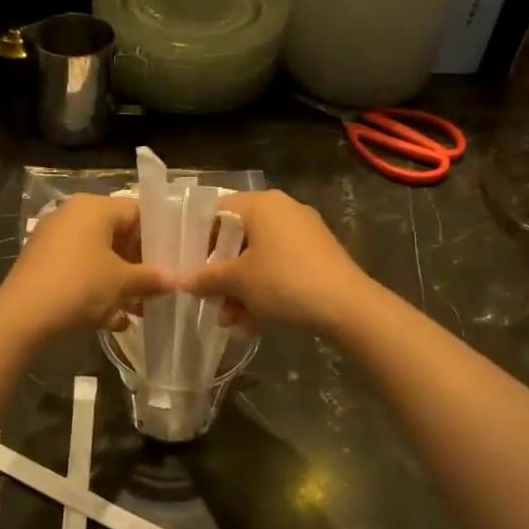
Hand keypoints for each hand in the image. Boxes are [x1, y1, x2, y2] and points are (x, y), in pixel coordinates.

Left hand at [0, 194, 173, 339]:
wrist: (23, 315)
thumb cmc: (81, 286)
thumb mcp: (123, 283)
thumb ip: (152, 278)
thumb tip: (176, 280)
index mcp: (94, 208)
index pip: (138, 212)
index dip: (159, 236)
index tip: (173, 260)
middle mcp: (73, 215)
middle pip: (118, 235)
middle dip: (139, 265)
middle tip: (158, 287)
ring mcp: (54, 238)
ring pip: (99, 256)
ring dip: (120, 282)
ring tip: (138, 310)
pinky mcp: (42, 262)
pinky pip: (79, 269)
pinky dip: (96, 289)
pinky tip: (112, 320)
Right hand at [181, 190, 374, 335]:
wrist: (348, 307)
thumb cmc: (284, 282)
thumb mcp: (238, 281)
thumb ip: (205, 278)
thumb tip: (181, 280)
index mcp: (261, 204)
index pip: (216, 210)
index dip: (196, 237)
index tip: (185, 264)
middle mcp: (283, 210)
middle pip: (237, 238)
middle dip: (221, 275)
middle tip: (208, 301)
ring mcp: (303, 233)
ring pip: (259, 259)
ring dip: (241, 291)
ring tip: (231, 322)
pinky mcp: (318, 257)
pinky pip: (280, 269)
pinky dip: (265, 292)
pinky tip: (254, 325)